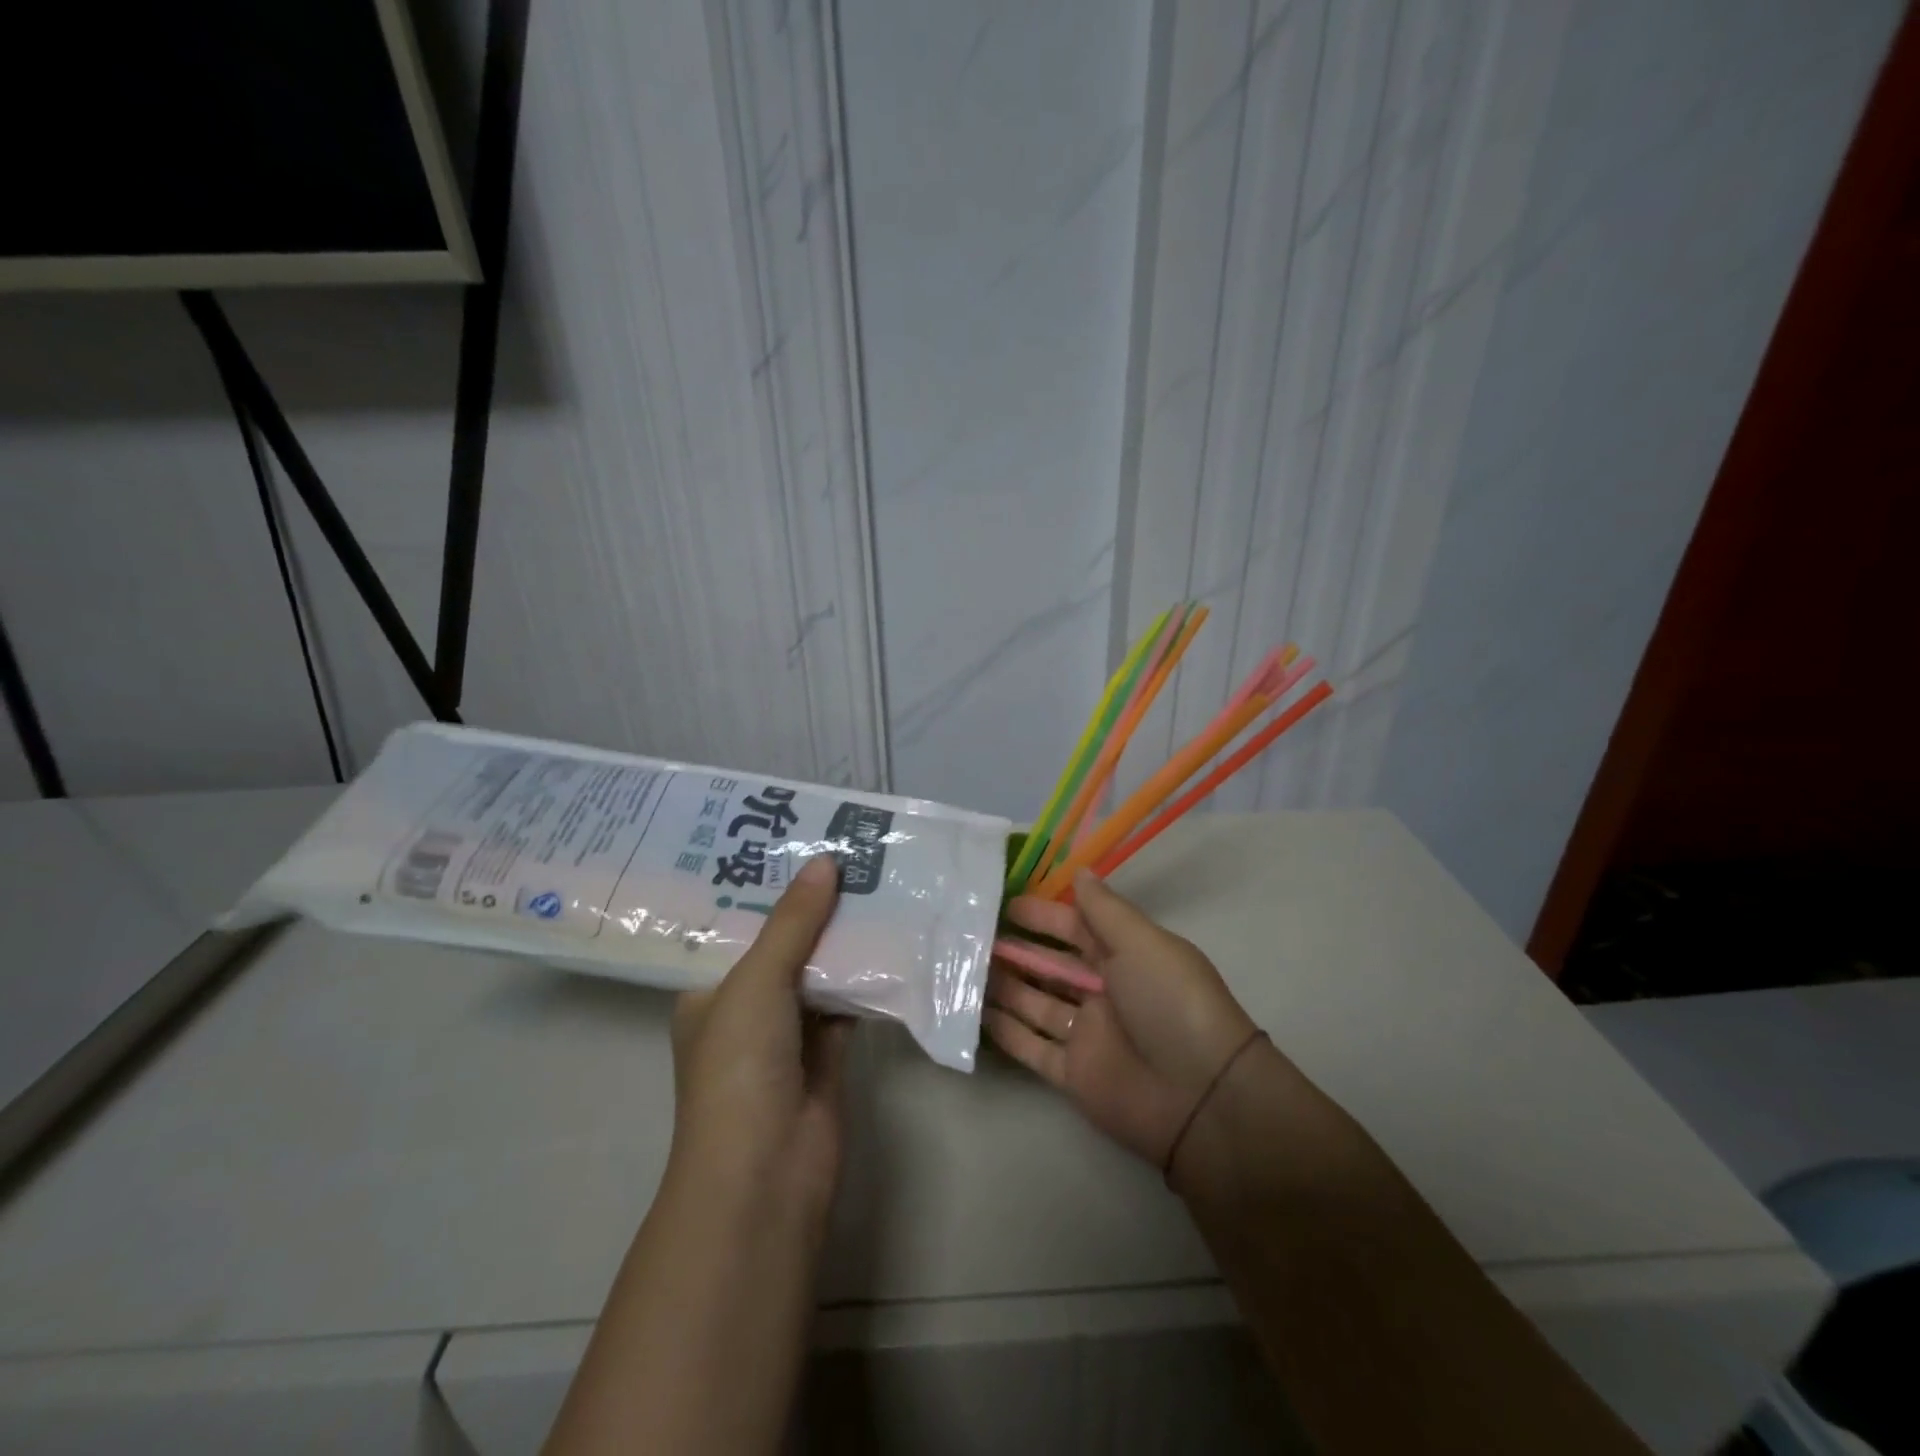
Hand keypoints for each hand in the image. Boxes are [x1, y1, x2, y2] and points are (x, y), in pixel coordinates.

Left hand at [667, 854, 850, 1227]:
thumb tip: (825, 861)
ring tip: (876, 880)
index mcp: (709, 989)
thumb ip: (792, 922)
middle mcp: (746, 1006)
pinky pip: (849, 1000)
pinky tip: (894, 935)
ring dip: (845, 937)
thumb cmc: (740, 1067)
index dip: (764, 886)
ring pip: (819, 970)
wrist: (767, 1172)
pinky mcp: (828, 1051)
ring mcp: (788, 1031)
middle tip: (848, 852)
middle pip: (784, 943)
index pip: (736, 926)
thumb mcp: (756, 981)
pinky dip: (868, 974)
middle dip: (813, 905)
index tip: (797, 842)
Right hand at [986, 869, 1258, 1168]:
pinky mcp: (1072, 1074)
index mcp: (1125, 957)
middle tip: (971, 935)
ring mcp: (1087, 1034)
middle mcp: (1104, 993)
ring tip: (962, 967)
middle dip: (1016, 950)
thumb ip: (1104, 910)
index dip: (1042, 916)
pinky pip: (1031, 1047)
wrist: (1200, 1098)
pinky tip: (972, 1013)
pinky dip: (1005, 1031)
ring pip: (1035, 1003)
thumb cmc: (1171, 1004)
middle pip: (1051, 966)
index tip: (1003, 902)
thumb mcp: (1142, 944)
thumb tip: (1079, 871)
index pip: (1075, 928)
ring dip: (1004, 986)